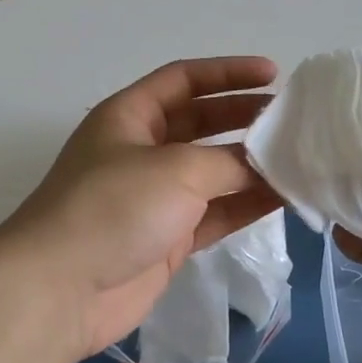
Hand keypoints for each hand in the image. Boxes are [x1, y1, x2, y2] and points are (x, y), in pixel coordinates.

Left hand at [0, 57, 280, 362]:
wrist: (61, 290)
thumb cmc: (113, 208)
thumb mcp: (175, 169)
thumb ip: (227, 162)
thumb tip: (266, 167)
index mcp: (130, 116)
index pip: (184, 79)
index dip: (228, 72)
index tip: (273, 74)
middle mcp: (142, 150)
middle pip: (202, 122)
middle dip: (245, 117)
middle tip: (293, 119)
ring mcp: (155, 197)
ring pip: (212, 170)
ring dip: (252, 164)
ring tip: (300, 157)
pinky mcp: (168, 238)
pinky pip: (216, 213)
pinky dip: (246, 205)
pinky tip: (284, 197)